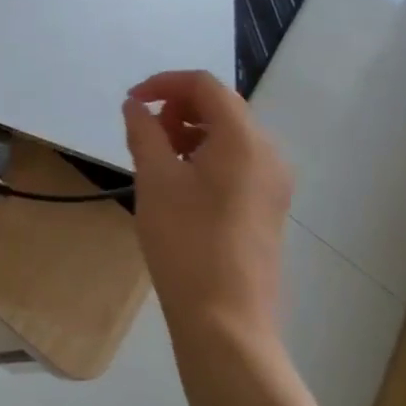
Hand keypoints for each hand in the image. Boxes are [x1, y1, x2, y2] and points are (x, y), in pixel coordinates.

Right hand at [123, 71, 292, 345]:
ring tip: (157, 160)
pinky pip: (237, 161)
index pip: (204, 85)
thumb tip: (136, 105)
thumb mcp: (155, 179)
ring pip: (228, 135)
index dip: (164, 84)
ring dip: (189, 132)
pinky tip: (179, 184)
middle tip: (144, 134)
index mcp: (244, 139)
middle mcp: (268, 153)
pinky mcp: (269, 206)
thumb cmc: (186, 241)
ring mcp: (274, 182)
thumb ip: (143, 131)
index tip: (131, 102)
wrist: (226, 321)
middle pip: (220, 106)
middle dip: (177, 108)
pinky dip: (205, 156)